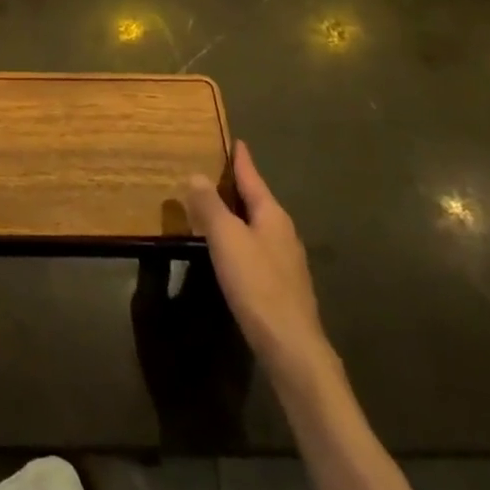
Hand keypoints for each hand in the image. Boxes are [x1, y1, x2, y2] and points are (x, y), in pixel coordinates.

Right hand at [184, 141, 326, 373]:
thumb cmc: (258, 285)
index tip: (235, 140)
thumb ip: (210, 205)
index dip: (241, 159)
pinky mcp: (282, 286)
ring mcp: (285, 260)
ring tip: (213, 206)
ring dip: (236, 214)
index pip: (252, 177)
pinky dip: (239, 238)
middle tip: (212, 170)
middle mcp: (283, 232)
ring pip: (256, 225)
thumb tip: (196, 175)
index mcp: (272, 215)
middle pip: (256, 200)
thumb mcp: (226, 239)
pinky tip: (226, 249)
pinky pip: (256, 248)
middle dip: (236, 186)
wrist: (292, 348)